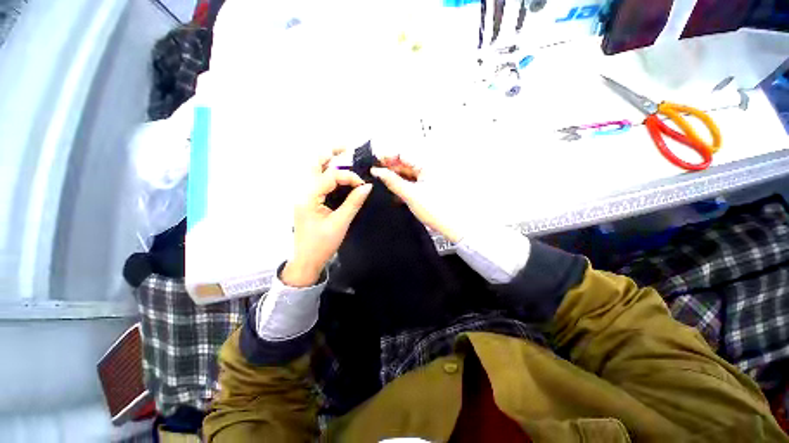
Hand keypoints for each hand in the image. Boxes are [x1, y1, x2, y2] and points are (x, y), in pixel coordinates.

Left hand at [282, 151, 372, 286]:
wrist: (306, 261)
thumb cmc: (322, 245)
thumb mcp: (340, 223)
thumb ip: (353, 202)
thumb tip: (367, 187)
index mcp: (308, 197)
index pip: (330, 176)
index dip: (348, 176)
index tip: (363, 184)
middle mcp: (302, 192)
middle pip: (313, 165)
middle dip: (329, 153)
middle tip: (345, 147)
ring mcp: (303, 196)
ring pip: (313, 171)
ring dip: (328, 162)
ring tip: (343, 155)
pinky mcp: (307, 201)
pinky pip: (317, 182)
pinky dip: (328, 175)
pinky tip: (339, 176)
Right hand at [371, 156, 461, 243]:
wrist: (449, 225)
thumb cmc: (434, 209)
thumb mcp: (410, 195)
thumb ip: (393, 182)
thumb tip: (377, 171)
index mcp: (426, 166)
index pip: (403, 155)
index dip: (388, 157)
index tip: (375, 164)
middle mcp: (427, 170)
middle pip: (404, 164)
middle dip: (390, 168)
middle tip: (375, 174)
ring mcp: (426, 180)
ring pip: (406, 175)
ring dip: (394, 178)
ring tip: (381, 183)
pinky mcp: (425, 189)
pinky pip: (410, 183)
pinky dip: (401, 186)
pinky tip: (393, 193)